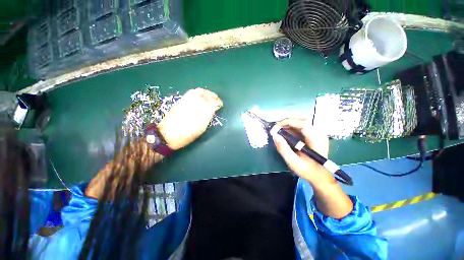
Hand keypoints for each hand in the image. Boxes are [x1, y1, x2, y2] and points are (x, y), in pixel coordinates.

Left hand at [158, 88, 222, 149]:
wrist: (167, 135)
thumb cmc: (186, 135)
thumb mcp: (200, 129)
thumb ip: (207, 117)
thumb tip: (213, 109)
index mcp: (201, 112)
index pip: (213, 102)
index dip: (218, 102)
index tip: (220, 104)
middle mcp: (195, 104)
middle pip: (206, 94)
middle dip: (213, 95)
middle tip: (216, 99)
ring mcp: (187, 101)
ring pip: (198, 91)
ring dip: (206, 93)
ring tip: (209, 97)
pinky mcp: (181, 101)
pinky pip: (191, 93)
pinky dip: (198, 92)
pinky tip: (199, 97)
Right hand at [271, 118, 334, 185]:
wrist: (320, 176)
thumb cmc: (307, 170)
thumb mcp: (293, 162)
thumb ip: (283, 148)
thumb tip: (274, 135)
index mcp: (316, 139)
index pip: (302, 123)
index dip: (287, 122)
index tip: (275, 127)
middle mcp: (319, 133)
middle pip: (301, 121)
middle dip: (286, 123)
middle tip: (275, 129)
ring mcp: (317, 134)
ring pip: (301, 123)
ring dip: (288, 125)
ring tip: (279, 131)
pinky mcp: (314, 135)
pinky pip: (302, 127)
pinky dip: (292, 128)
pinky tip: (286, 133)